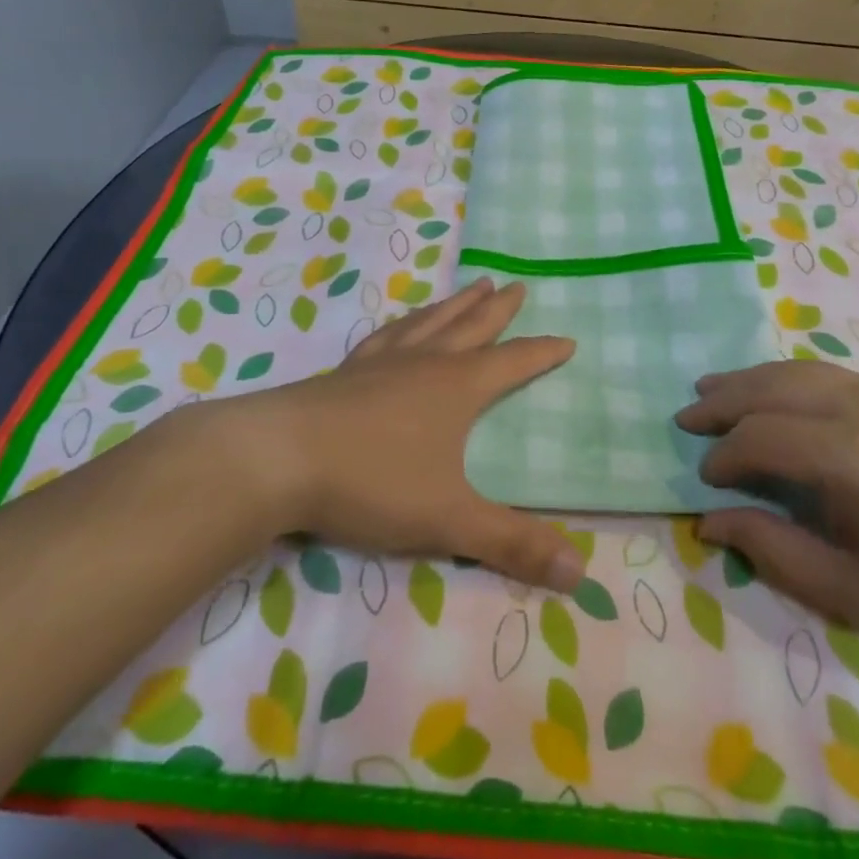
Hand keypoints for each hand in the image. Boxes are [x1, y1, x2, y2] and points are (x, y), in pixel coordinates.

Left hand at [201, 278, 586, 593]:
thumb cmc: (372, 482)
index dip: (542, 353)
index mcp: (457, 387)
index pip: (513, 363)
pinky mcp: (346, 371)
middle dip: (498, 309)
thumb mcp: (449, 519)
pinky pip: (387, 335)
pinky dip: (405, 323)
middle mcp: (425, 363)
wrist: (278, 457)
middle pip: (472, 326)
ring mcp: (382, 362)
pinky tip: (401, 326)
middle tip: (517, 285)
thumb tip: (580, 573)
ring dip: (456, 304)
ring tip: (472, 286)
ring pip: (430, 322)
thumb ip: (512, 544)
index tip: (567, 340)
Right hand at [677, 361, 858, 664]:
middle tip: (687, 415)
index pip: (761, 438)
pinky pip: (833, 375)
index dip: (724, 456)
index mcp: (852, 457)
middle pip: (772, 388)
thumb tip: (710, 522)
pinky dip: (791, 379)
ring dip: (752, 379)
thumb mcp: (858, 593)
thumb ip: (776, 551)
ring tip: (714, 388)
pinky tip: (780, 394)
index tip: (705, 480)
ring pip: (801, 371)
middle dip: (723, 400)